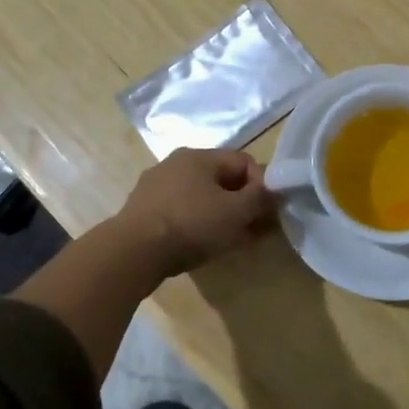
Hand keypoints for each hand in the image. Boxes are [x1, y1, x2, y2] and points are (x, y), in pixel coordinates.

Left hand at [114, 148, 275, 275]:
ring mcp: (156, 188)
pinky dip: (199, 226)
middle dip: (243, 203)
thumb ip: (261, 198)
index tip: (269, 211)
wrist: (132, 252)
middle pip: (221, 179)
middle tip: (256, 229)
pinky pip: (182, 214)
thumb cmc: (190, 224)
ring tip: (233, 241)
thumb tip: (275, 191)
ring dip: (222, 216)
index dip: (262, 184)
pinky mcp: (144, 212)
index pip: (242, 161)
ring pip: (201, 198)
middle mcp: (176, 164)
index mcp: (198, 156)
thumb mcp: (235, 211)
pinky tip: (204, 246)